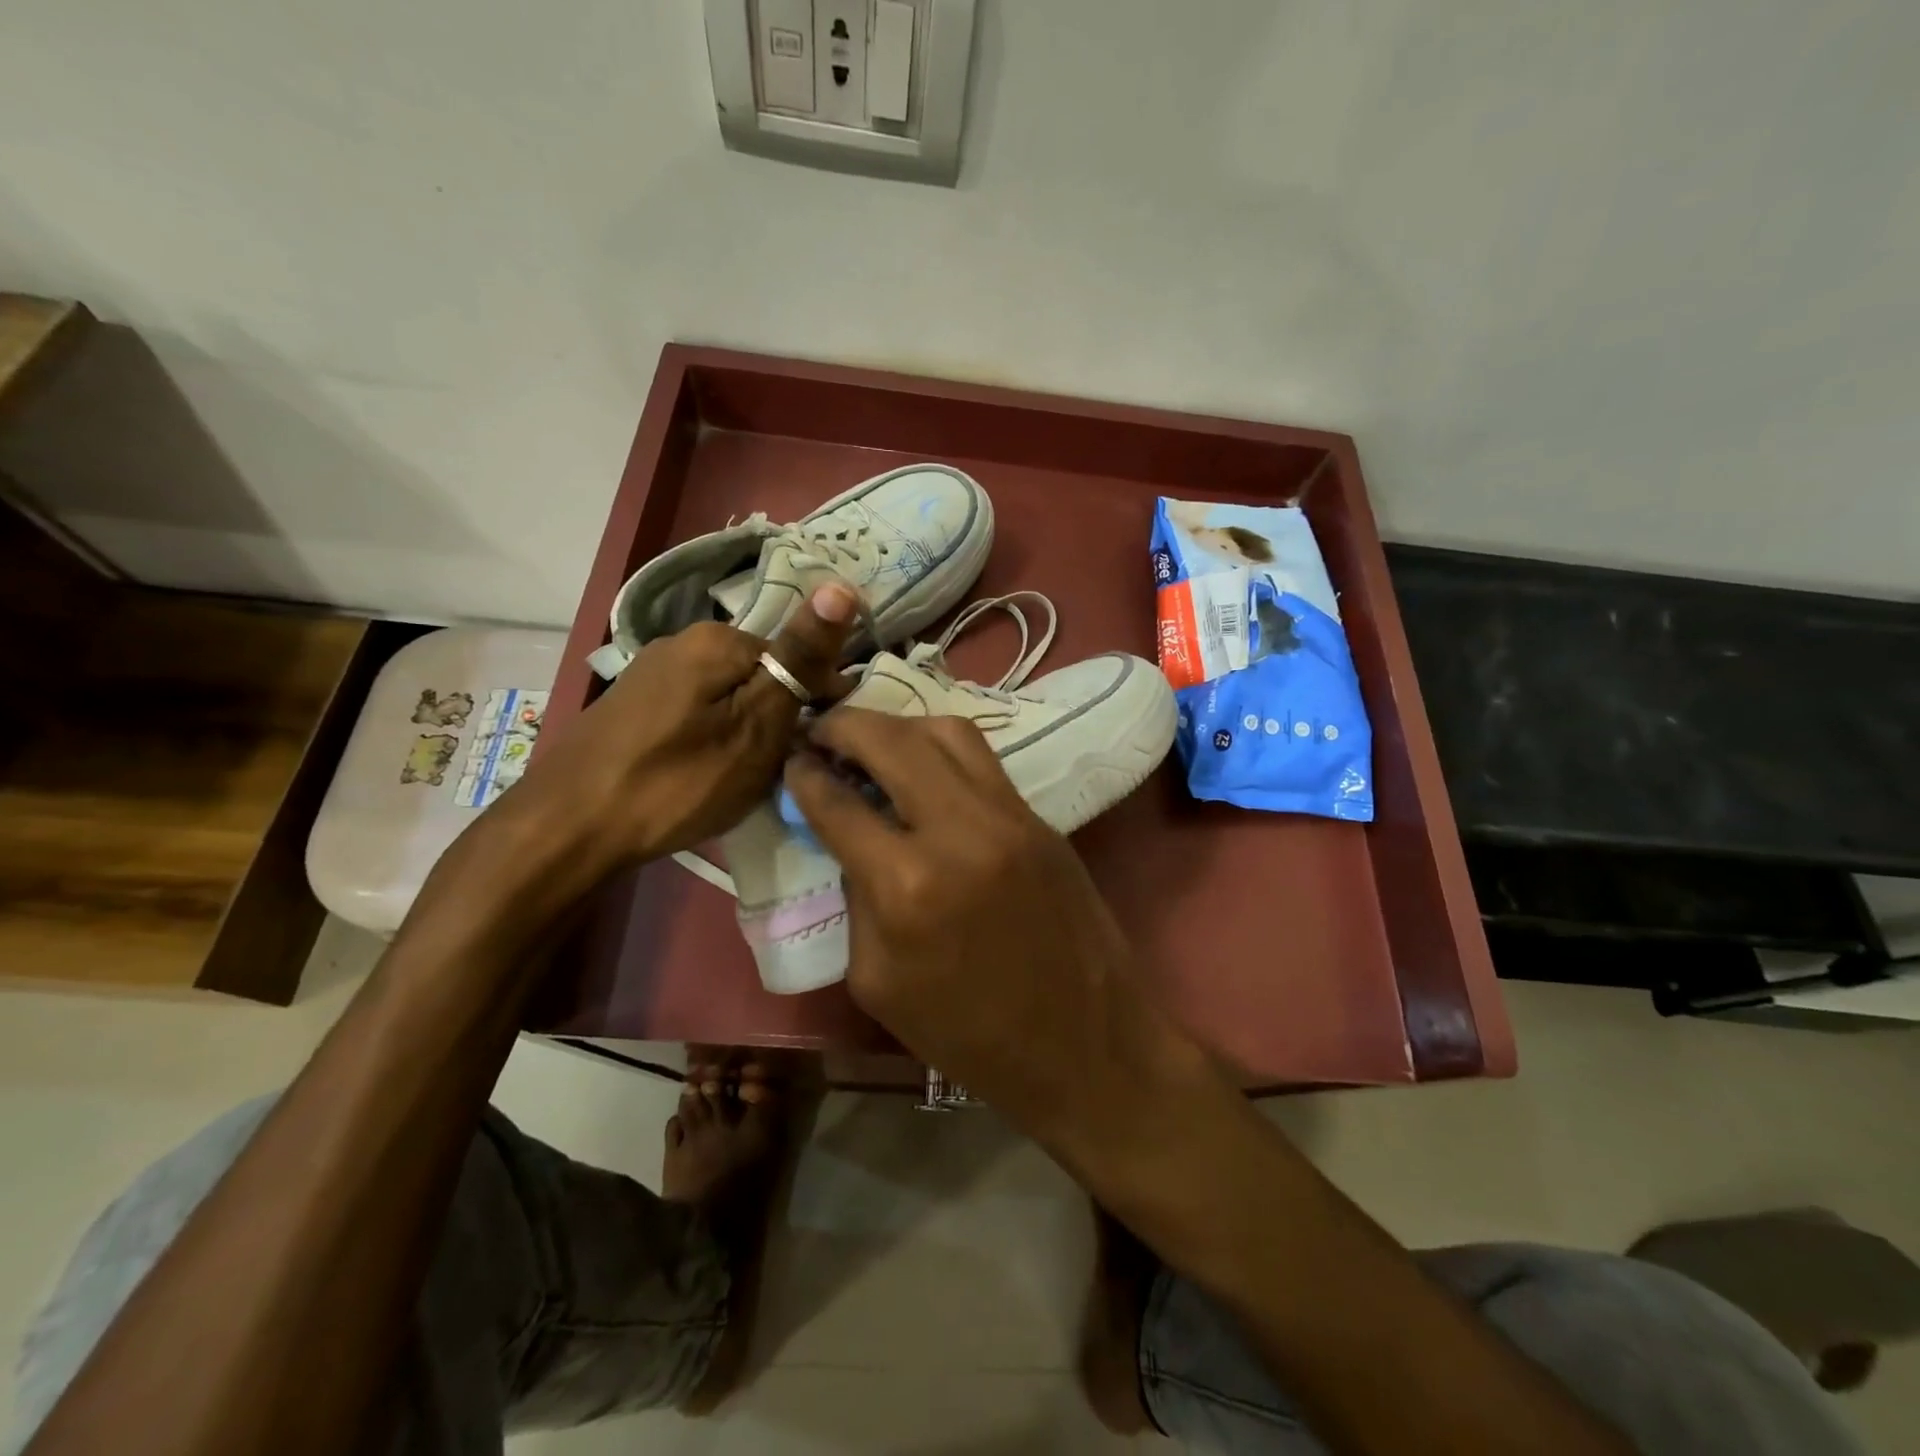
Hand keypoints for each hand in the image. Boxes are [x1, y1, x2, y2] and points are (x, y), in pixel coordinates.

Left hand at [521, 582, 859, 867]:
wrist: (567, 828)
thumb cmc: (676, 781)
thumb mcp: (755, 726)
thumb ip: (799, 660)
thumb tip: (841, 586)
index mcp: (718, 639)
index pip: (799, 658)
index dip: (818, 706)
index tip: (816, 751)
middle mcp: (682, 641)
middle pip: (760, 676)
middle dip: (778, 719)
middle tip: (775, 772)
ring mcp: (652, 672)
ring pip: (729, 697)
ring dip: (746, 732)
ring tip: (739, 778)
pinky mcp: (633, 704)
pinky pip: (697, 712)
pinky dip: (712, 739)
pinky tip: (701, 773)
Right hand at [783, 710, 1143, 1137]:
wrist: (1085, 1045)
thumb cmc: (968, 1034)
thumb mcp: (877, 980)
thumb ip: (854, 896)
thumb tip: (845, 835)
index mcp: (908, 885)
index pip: (839, 803)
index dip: (804, 776)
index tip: (790, 761)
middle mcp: (961, 831)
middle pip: (891, 740)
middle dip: (845, 727)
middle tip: (821, 732)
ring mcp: (1010, 816)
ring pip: (945, 731)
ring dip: (897, 727)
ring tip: (870, 741)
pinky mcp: (1040, 817)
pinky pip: (982, 758)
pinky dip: (940, 747)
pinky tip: (920, 765)